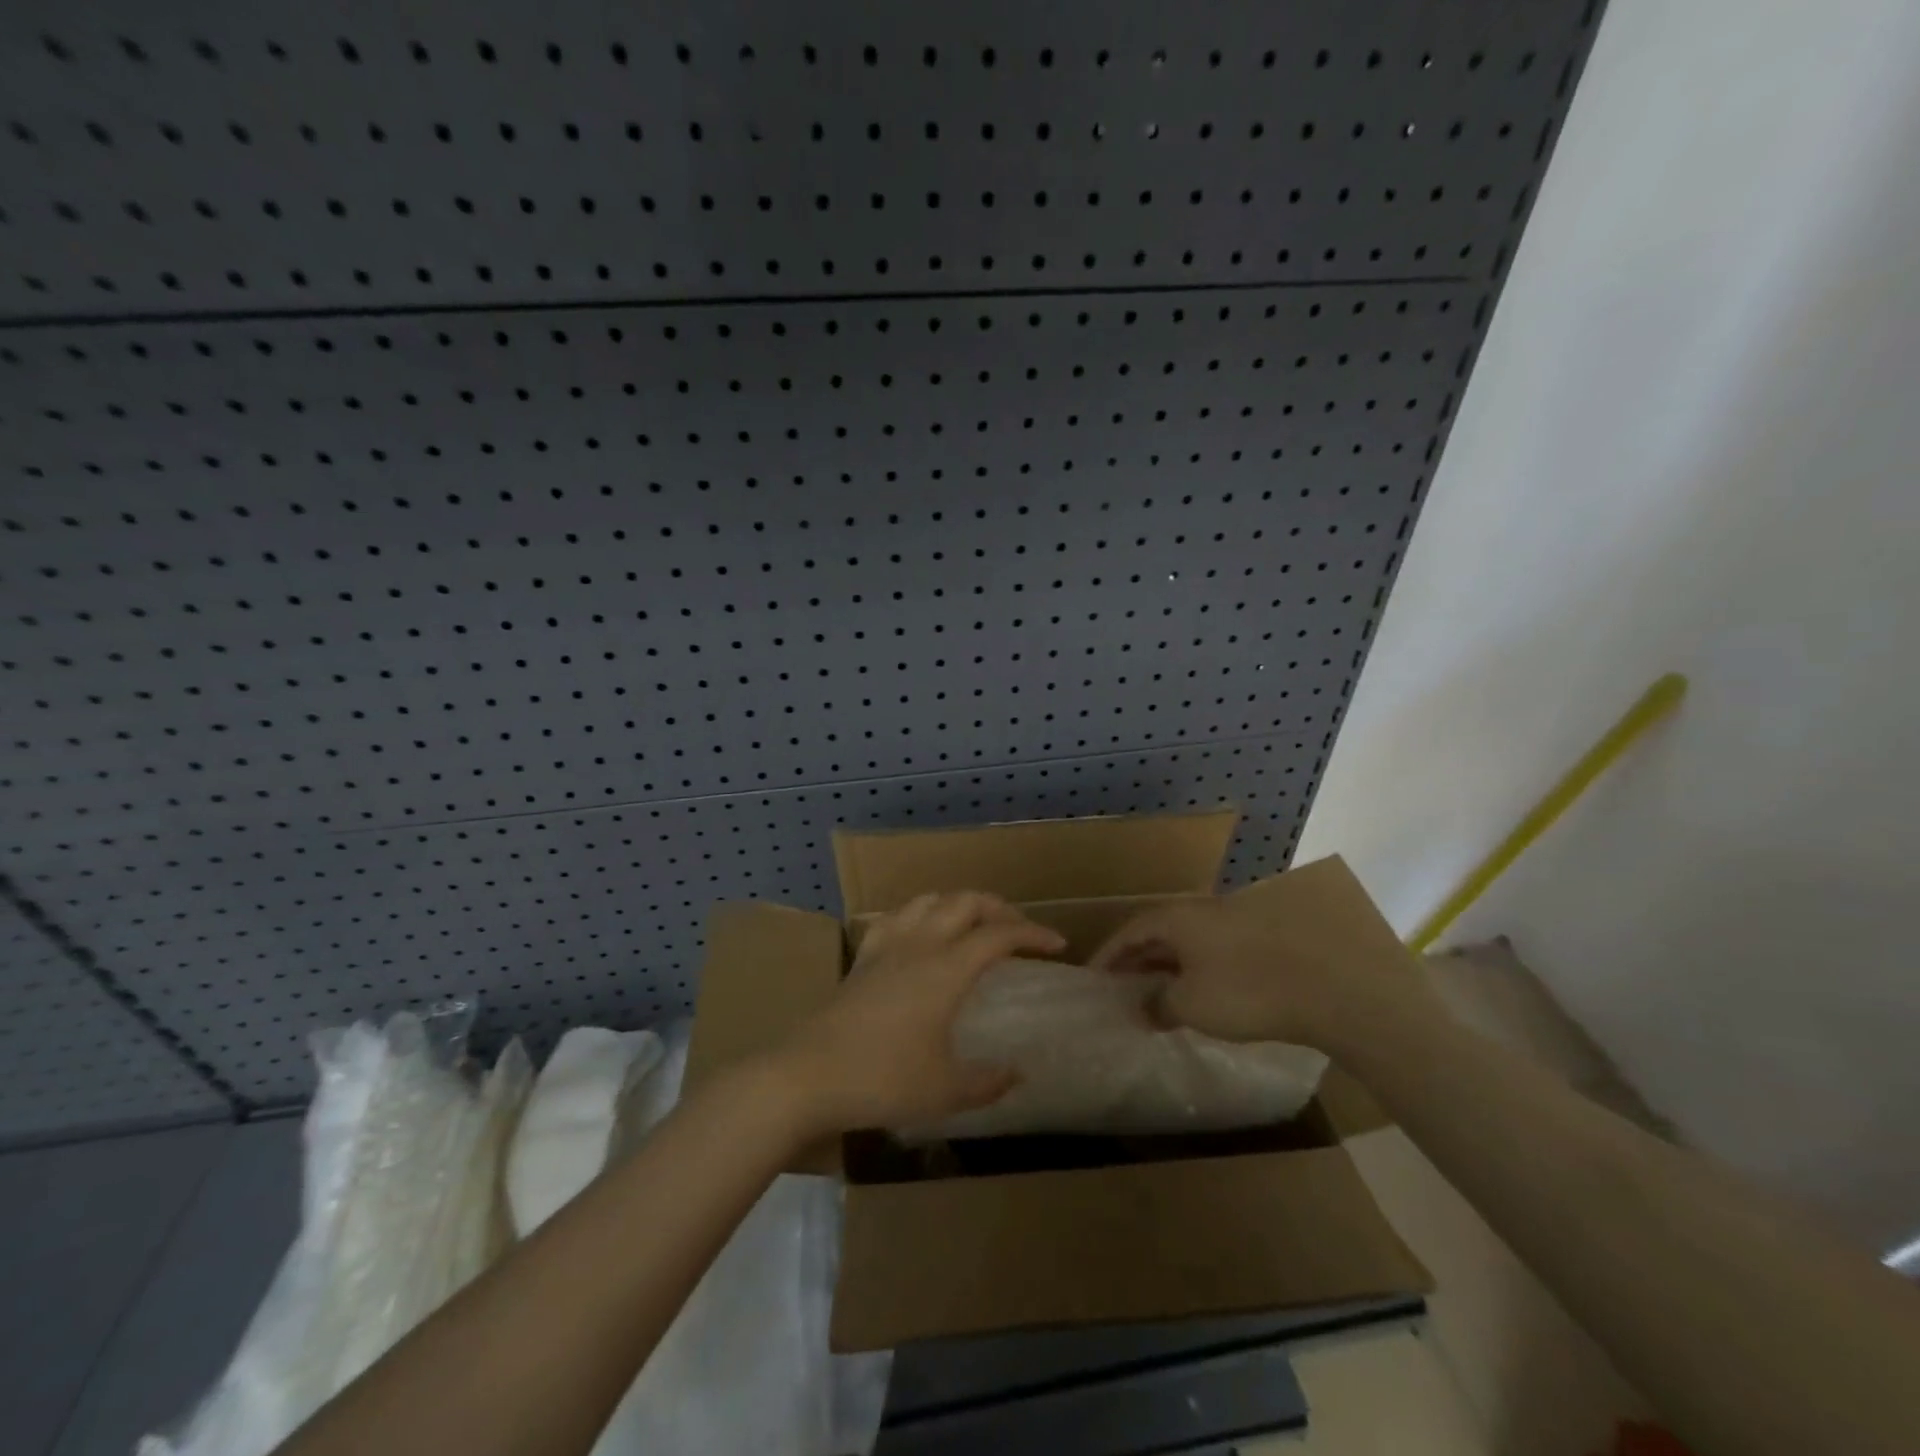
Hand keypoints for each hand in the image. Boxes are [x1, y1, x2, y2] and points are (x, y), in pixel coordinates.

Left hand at [777, 892, 1065, 1132]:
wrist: (809, 1075)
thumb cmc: (883, 1080)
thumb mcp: (946, 1090)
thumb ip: (988, 1081)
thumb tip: (1018, 1074)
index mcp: (947, 969)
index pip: (999, 934)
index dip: (1032, 933)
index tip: (1057, 945)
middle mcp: (921, 945)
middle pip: (966, 902)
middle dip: (999, 908)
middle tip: (1019, 930)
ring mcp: (887, 946)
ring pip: (930, 900)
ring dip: (959, 904)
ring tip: (974, 925)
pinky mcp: (863, 957)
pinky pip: (896, 917)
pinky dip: (920, 914)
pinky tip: (920, 934)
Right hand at [1089, 895, 1435, 1049]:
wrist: (1332, 986)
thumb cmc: (1247, 992)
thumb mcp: (1192, 1005)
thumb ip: (1160, 1005)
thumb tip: (1143, 1009)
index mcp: (1178, 918)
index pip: (1130, 932)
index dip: (1109, 955)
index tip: (1094, 979)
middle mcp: (1203, 912)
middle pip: (1160, 934)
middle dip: (1139, 961)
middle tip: (1123, 989)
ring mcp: (1237, 922)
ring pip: (1190, 943)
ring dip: (1171, 967)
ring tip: (1161, 996)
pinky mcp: (1266, 939)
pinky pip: (1217, 952)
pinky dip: (1200, 971)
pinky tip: (1206, 995)